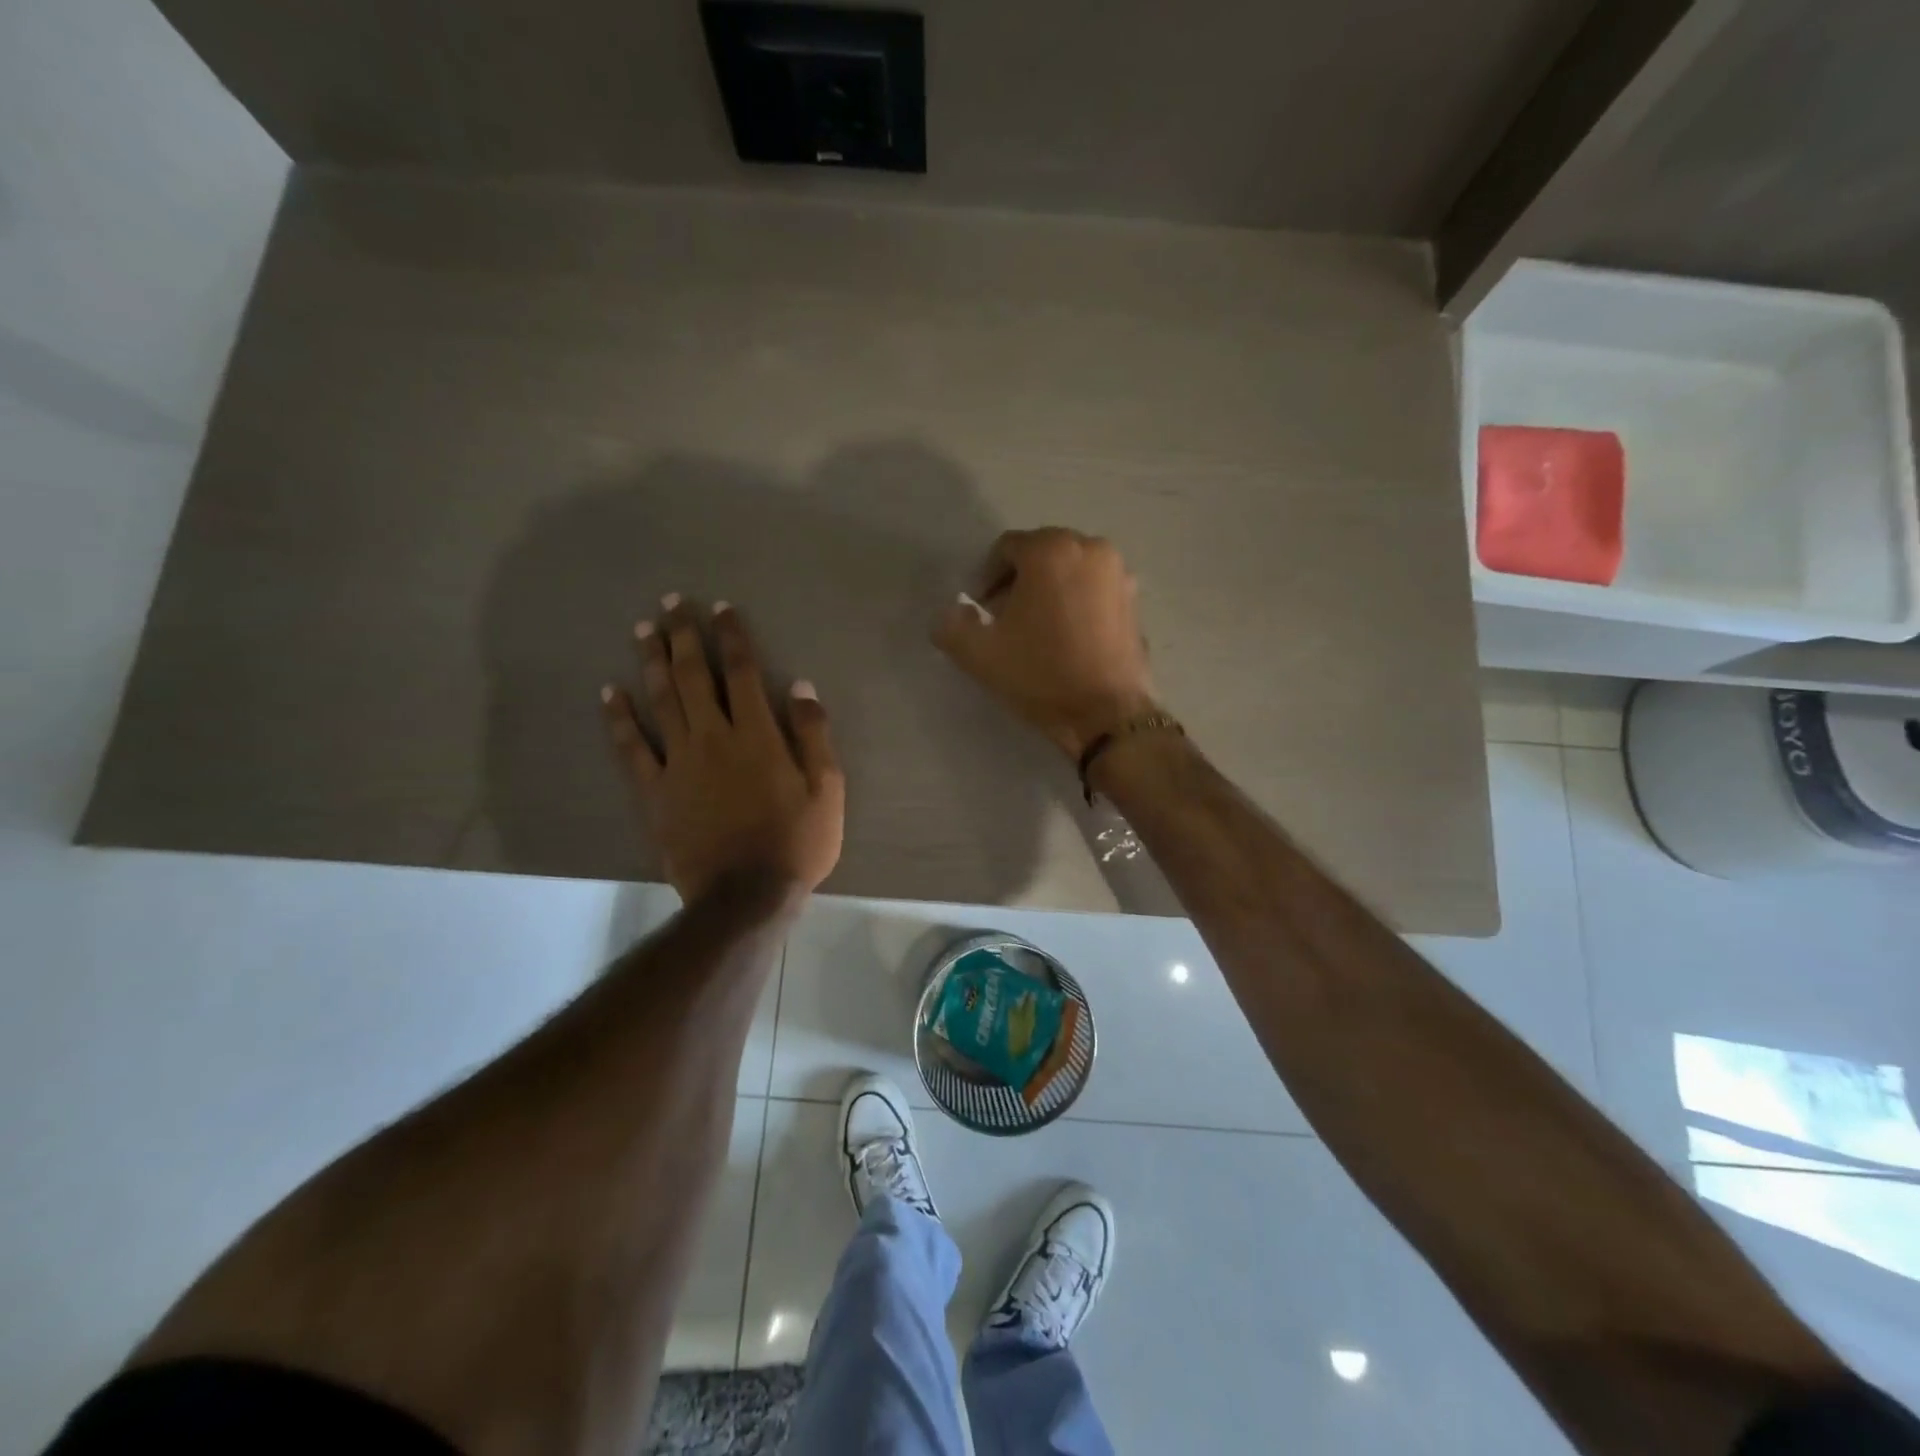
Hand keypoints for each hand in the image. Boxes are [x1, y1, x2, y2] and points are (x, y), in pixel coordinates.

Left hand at [602, 595, 843, 903]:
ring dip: (651, 662)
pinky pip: (631, 749)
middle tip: (670, 602)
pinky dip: (619, 719)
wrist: (746, 896)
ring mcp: (679, 763)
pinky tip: (609, 692)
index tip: (720, 608)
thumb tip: (800, 685)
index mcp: (758, 735)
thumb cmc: (797, 842)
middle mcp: (714, 738)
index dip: (731, 636)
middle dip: (683, 636)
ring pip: (661, 701)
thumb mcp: (828, 789)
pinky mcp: (655, 792)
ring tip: (642, 630)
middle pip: (694, 676)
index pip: (742, 672)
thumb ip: (814, 734)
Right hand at [933, 528, 1156, 758]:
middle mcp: (1090, 548)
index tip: (980, 612)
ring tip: (1036, 631)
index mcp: (1051, 550)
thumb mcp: (979, 654)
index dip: (986, 579)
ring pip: (1069, 572)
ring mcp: (1119, 574)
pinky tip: (1066, 638)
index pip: (1006, 549)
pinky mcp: (1134, 601)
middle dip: (1018, 582)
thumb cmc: (1041, 675)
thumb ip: (951, 625)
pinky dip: (1076, 603)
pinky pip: (1093, 590)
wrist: (1106, 714)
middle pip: (1040, 555)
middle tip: (1004, 621)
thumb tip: (952, 613)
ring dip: (1048, 591)